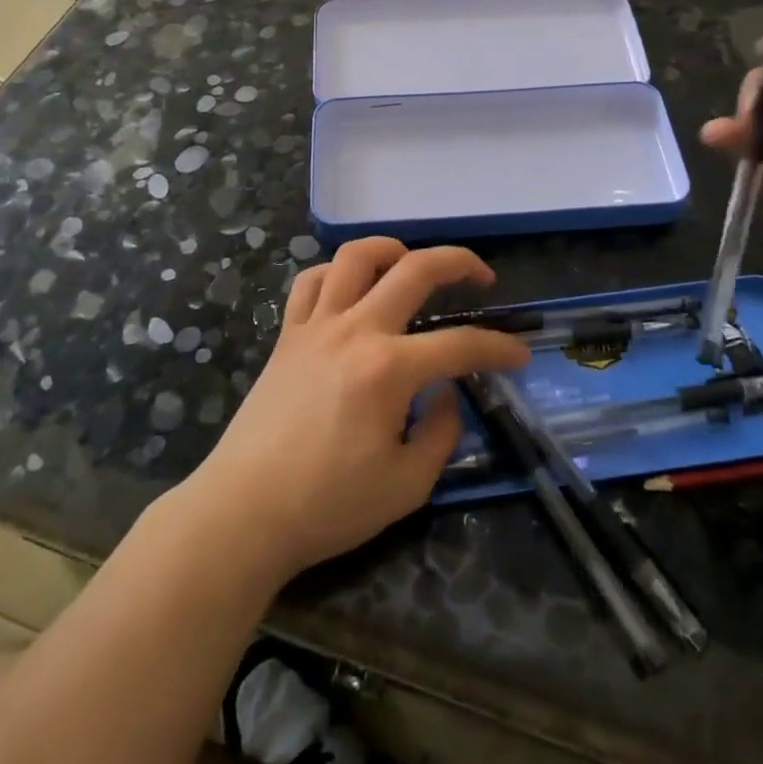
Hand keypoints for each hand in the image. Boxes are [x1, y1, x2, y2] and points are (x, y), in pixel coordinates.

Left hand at [185, 238, 527, 583]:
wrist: (243, 513)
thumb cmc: (327, 505)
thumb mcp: (406, 485)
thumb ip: (440, 432)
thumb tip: (446, 395)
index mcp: (389, 369)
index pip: (460, 345)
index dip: (499, 348)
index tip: (519, 356)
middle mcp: (356, 331)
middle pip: (416, 269)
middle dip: (459, 262)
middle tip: (481, 276)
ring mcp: (316, 326)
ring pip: (356, 257)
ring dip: (392, 250)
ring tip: (411, 265)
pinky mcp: (287, 336)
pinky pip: (310, 282)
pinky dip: (335, 273)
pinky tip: (350, 289)